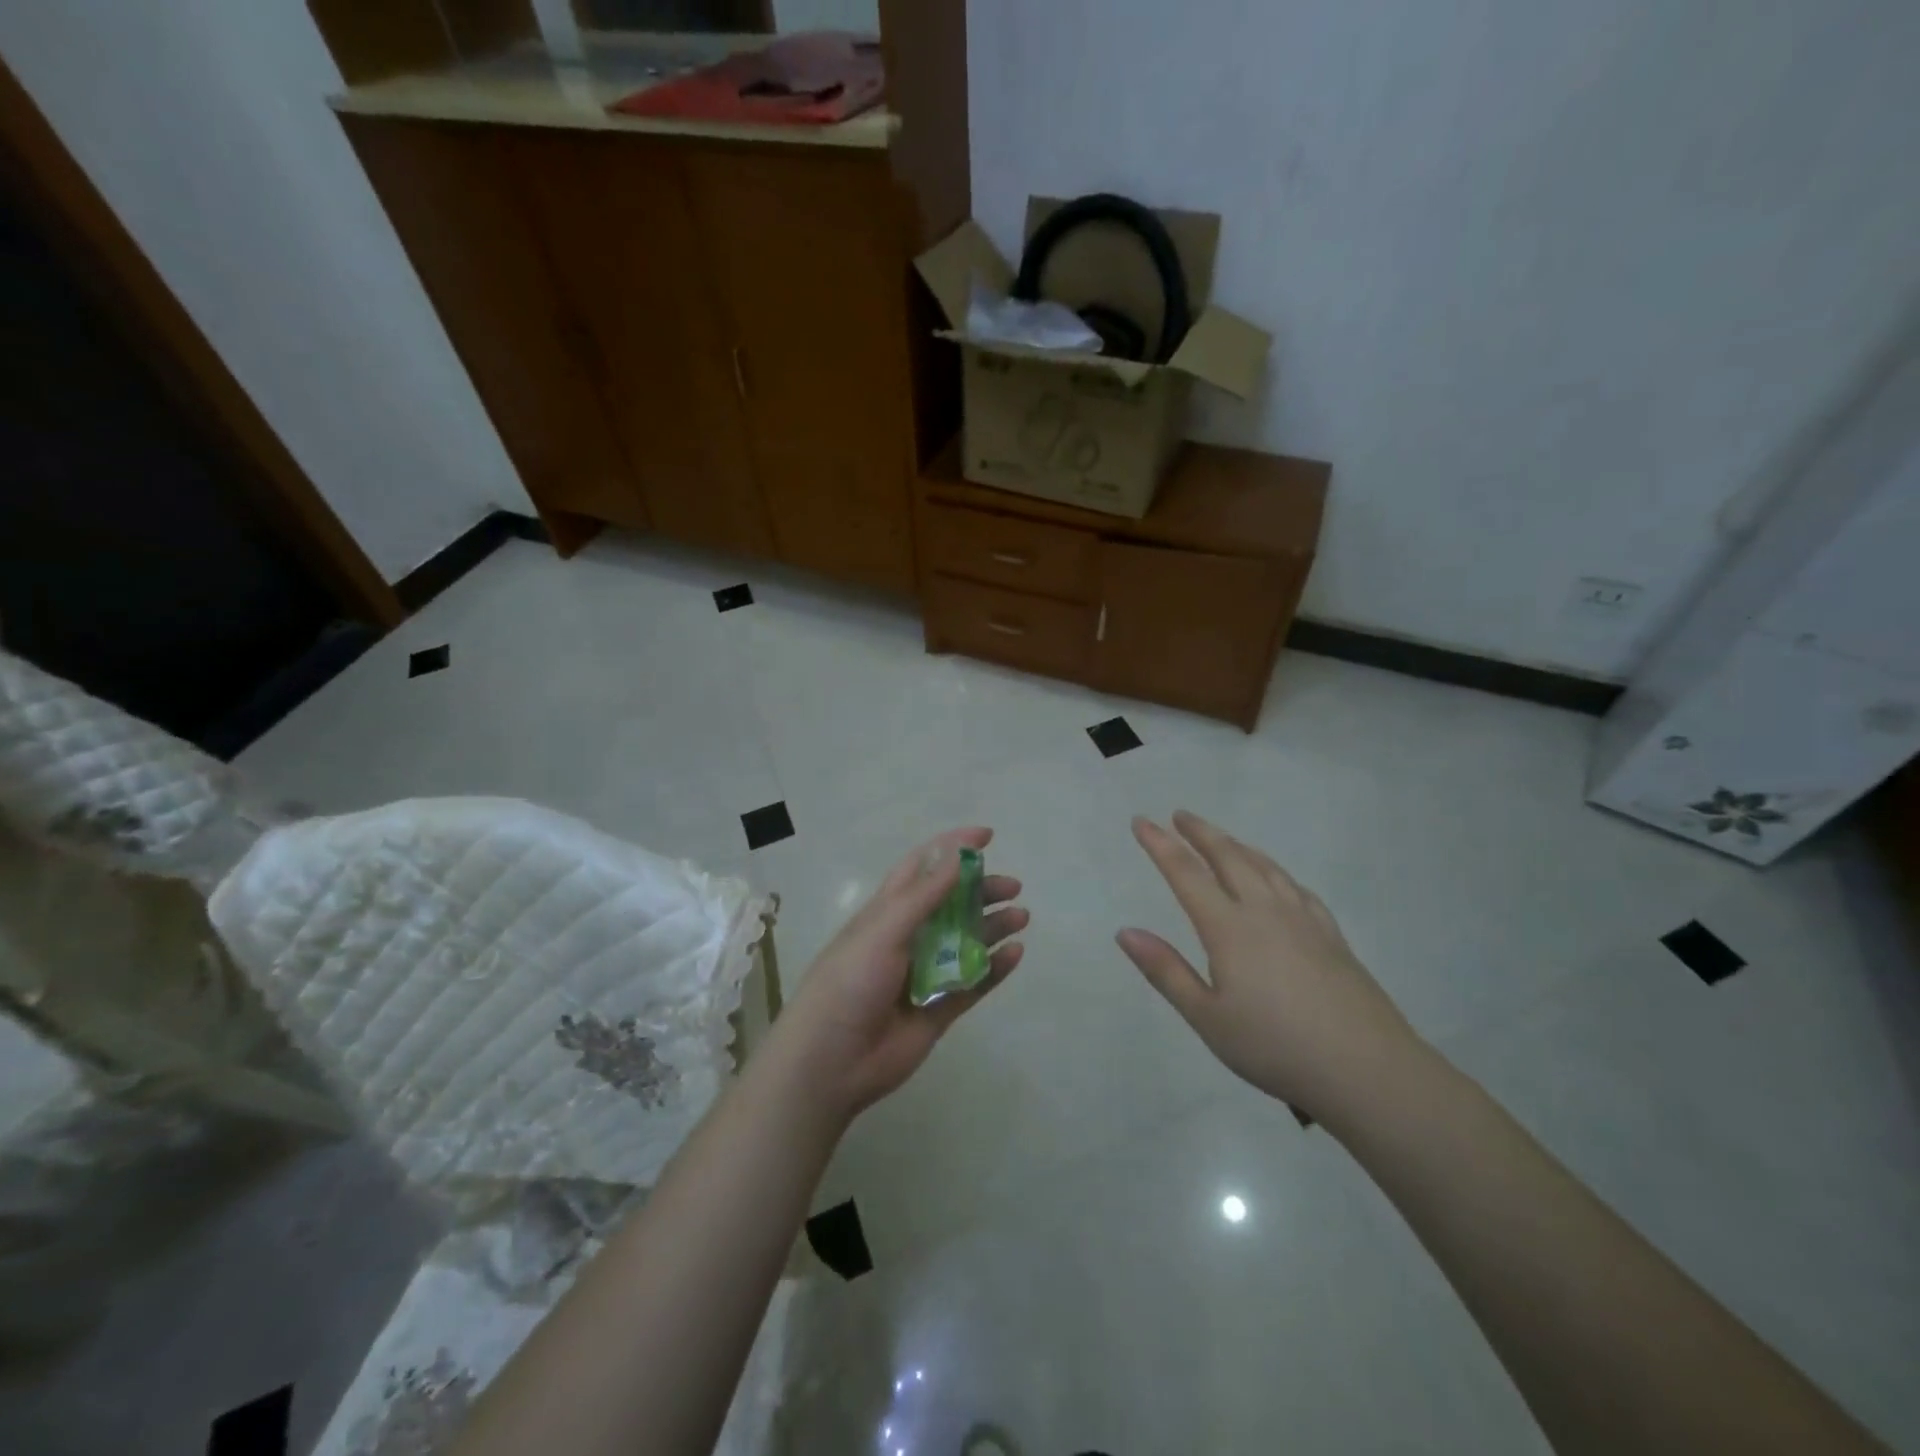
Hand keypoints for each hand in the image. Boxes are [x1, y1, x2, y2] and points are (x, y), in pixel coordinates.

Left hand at [771, 827, 1026, 1120]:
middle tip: (1013, 887)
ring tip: (1021, 917)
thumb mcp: (883, 929)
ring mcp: (925, 974)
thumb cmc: (849, 982)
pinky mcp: (939, 1009)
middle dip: (981, 890)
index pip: (922, 867)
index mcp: (887, 912)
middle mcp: (908, 937)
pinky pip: (974, 983)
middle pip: (951, 904)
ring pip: (967, 942)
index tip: (986, 836)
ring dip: (993, 926)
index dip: (951, 848)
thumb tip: (959, 857)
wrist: (831, 1062)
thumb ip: (924, 895)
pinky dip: (996, 968)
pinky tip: (1015, 954)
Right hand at [1116, 811, 1420, 1118]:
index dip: (1160, 844)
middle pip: (1228, 857)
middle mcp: (1265, 911)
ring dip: (1237, 845)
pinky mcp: (1331, 935)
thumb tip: (1125, 931)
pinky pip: (1296, 887)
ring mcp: (1303, 919)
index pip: (1186, 873)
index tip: (1141, 821)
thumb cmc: (1275, 1047)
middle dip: (1200, 833)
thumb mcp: (1207, 1018)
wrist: (1368, 1070)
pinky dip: (1275, 870)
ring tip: (1221, 837)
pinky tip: (1276, 878)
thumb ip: (1166, 971)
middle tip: (1180, 815)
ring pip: (1264, 866)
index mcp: (1229, 928)